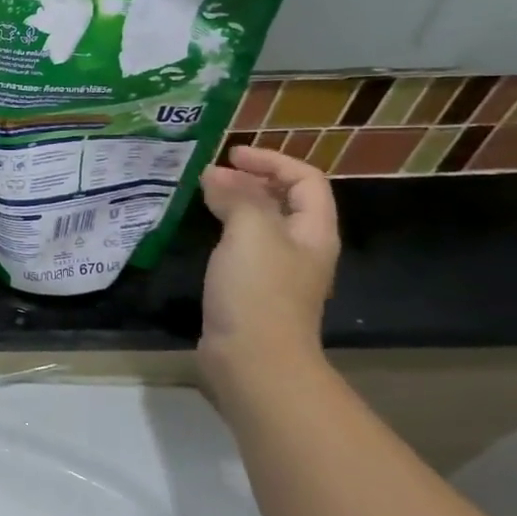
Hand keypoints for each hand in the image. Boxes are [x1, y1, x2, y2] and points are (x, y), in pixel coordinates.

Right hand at [196, 147, 340, 404]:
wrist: (253, 360)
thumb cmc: (258, 291)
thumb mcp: (251, 233)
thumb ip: (237, 197)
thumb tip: (215, 175)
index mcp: (313, 232)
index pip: (305, 180)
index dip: (272, 161)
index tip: (231, 155)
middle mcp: (302, 249)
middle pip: (287, 201)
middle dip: (254, 180)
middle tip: (213, 173)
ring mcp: (278, 273)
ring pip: (263, 225)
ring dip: (237, 204)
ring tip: (204, 196)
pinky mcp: (252, 292)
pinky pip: (243, 248)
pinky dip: (225, 231)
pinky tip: (203, 234)